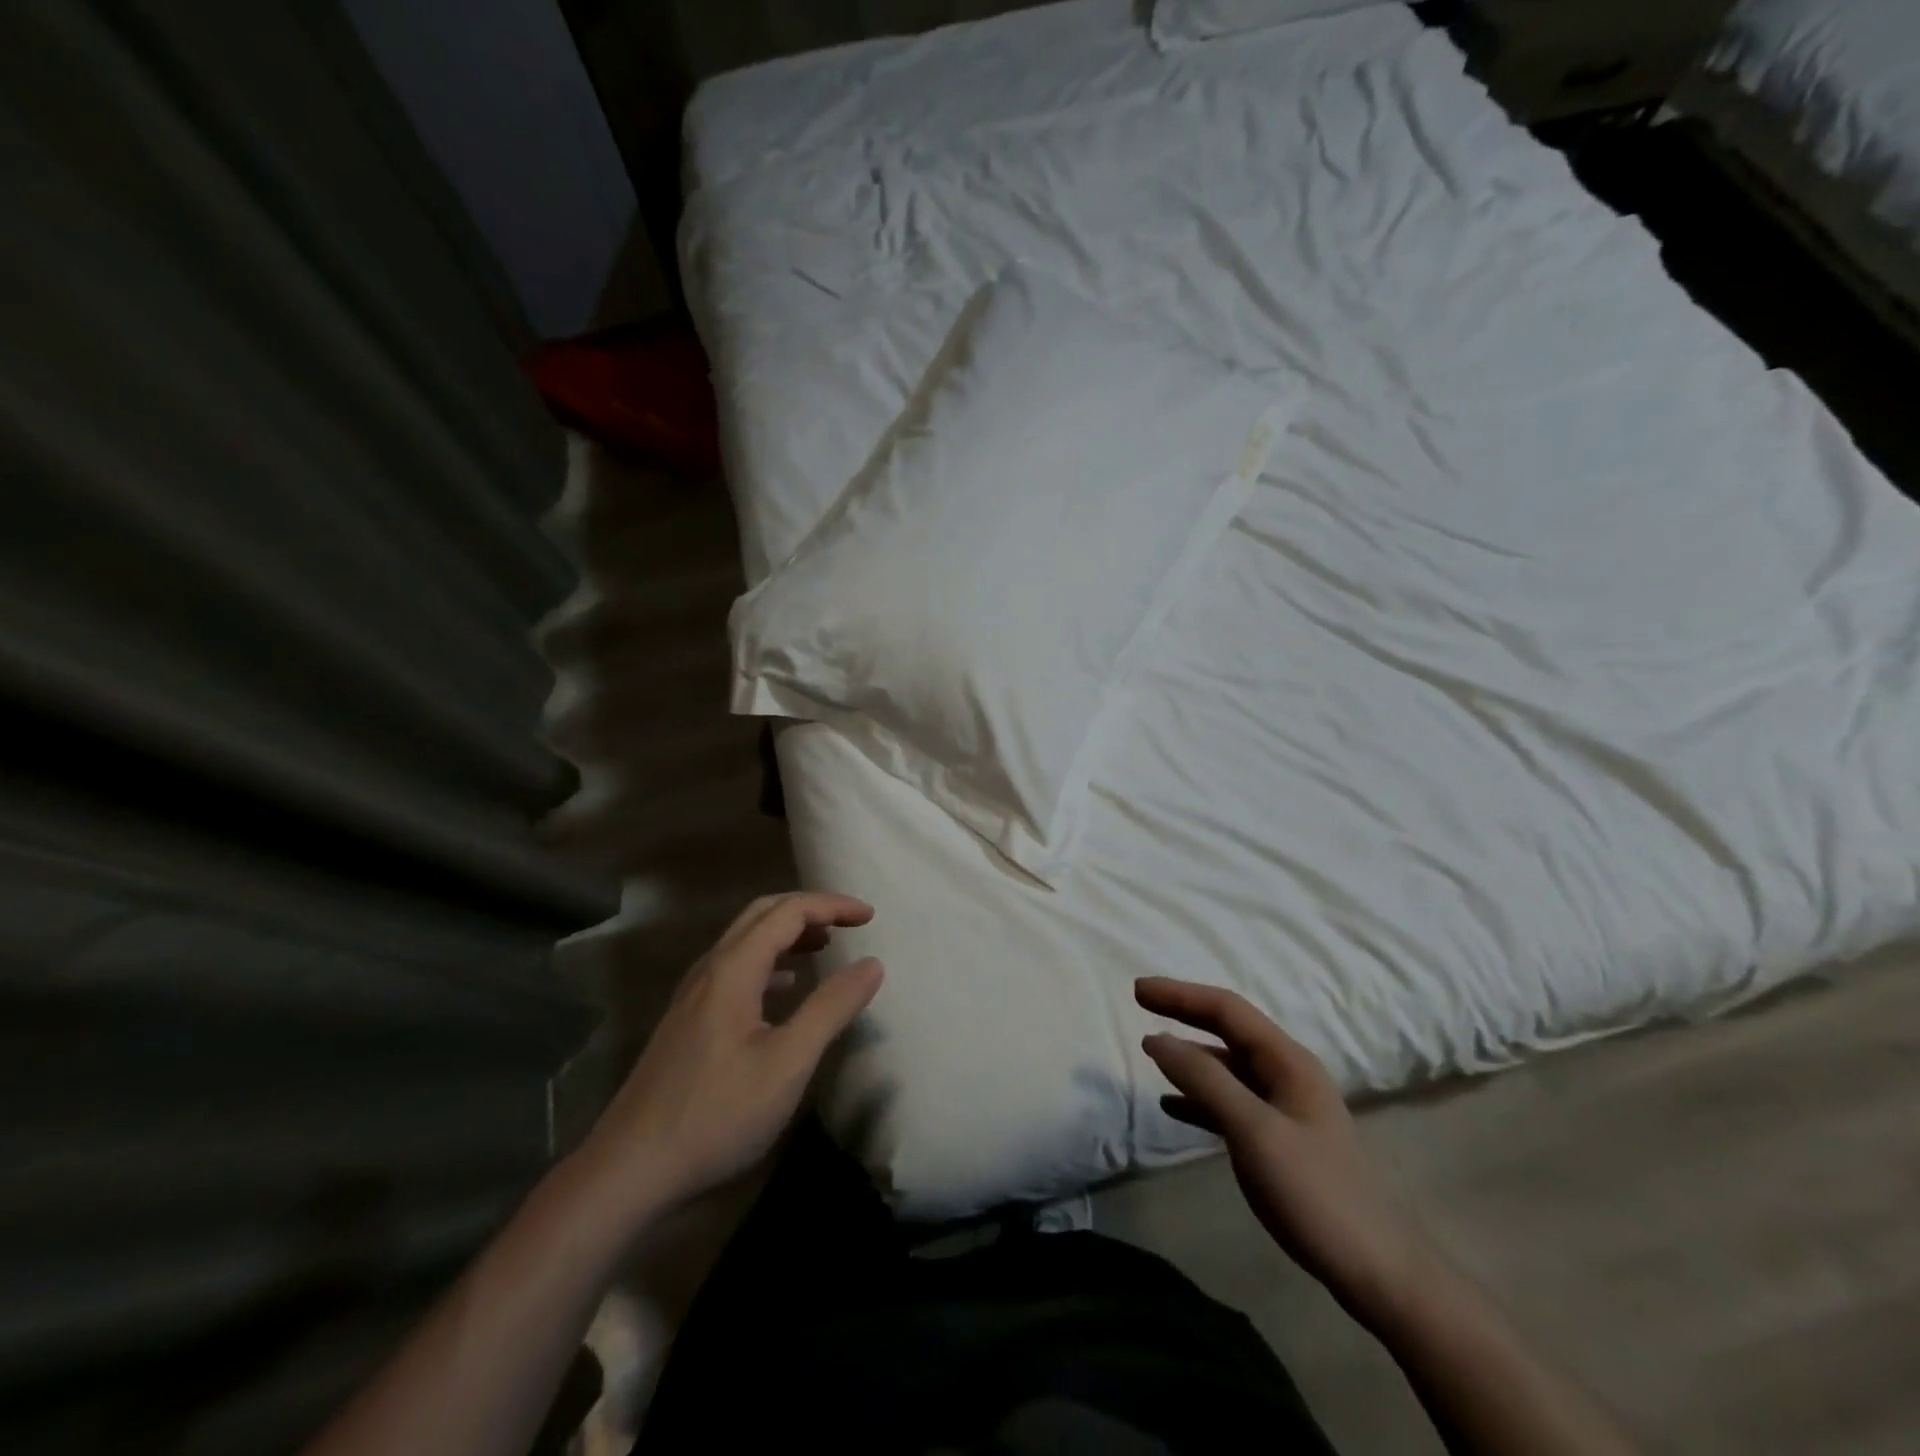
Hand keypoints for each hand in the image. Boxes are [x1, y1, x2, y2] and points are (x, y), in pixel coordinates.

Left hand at [573, 893, 883, 1227]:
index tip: (869, 917)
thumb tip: (872, 964)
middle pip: (762, 914)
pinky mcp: (688, 1020)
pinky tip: (785, 989)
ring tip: (824, 947)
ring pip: (746, 941)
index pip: (788, 912)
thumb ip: (831, 1008)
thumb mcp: (788, 1063)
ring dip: (788, 933)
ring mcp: (693, 995)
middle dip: (809, 910)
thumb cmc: (717, 1113)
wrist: (630, 1169)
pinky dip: (770, 962)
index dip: (832, 906)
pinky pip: (735, 968)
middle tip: (849, 924)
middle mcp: (710, 969)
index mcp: (733, 968)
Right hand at [1136, 978, 1435, 1325]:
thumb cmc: (1315, 1193)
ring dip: (1189, 1055)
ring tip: (1151, 1051)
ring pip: (1228, 1065)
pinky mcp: (1280, 1138)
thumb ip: (1205, 1081)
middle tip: (1140, 1002)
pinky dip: (1199, 1096)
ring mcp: (1285, 1106)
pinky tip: (1172, 1106)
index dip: (1181, 995)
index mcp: (1287, 1061)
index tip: (1139, 990)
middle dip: (1184, 1013)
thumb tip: (1157, 1039)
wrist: (1375, 1271)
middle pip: (1227, 1030)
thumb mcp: (1254, 1132)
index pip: (1227, 1009)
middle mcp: (1287, 1073)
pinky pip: (1231, 1101)